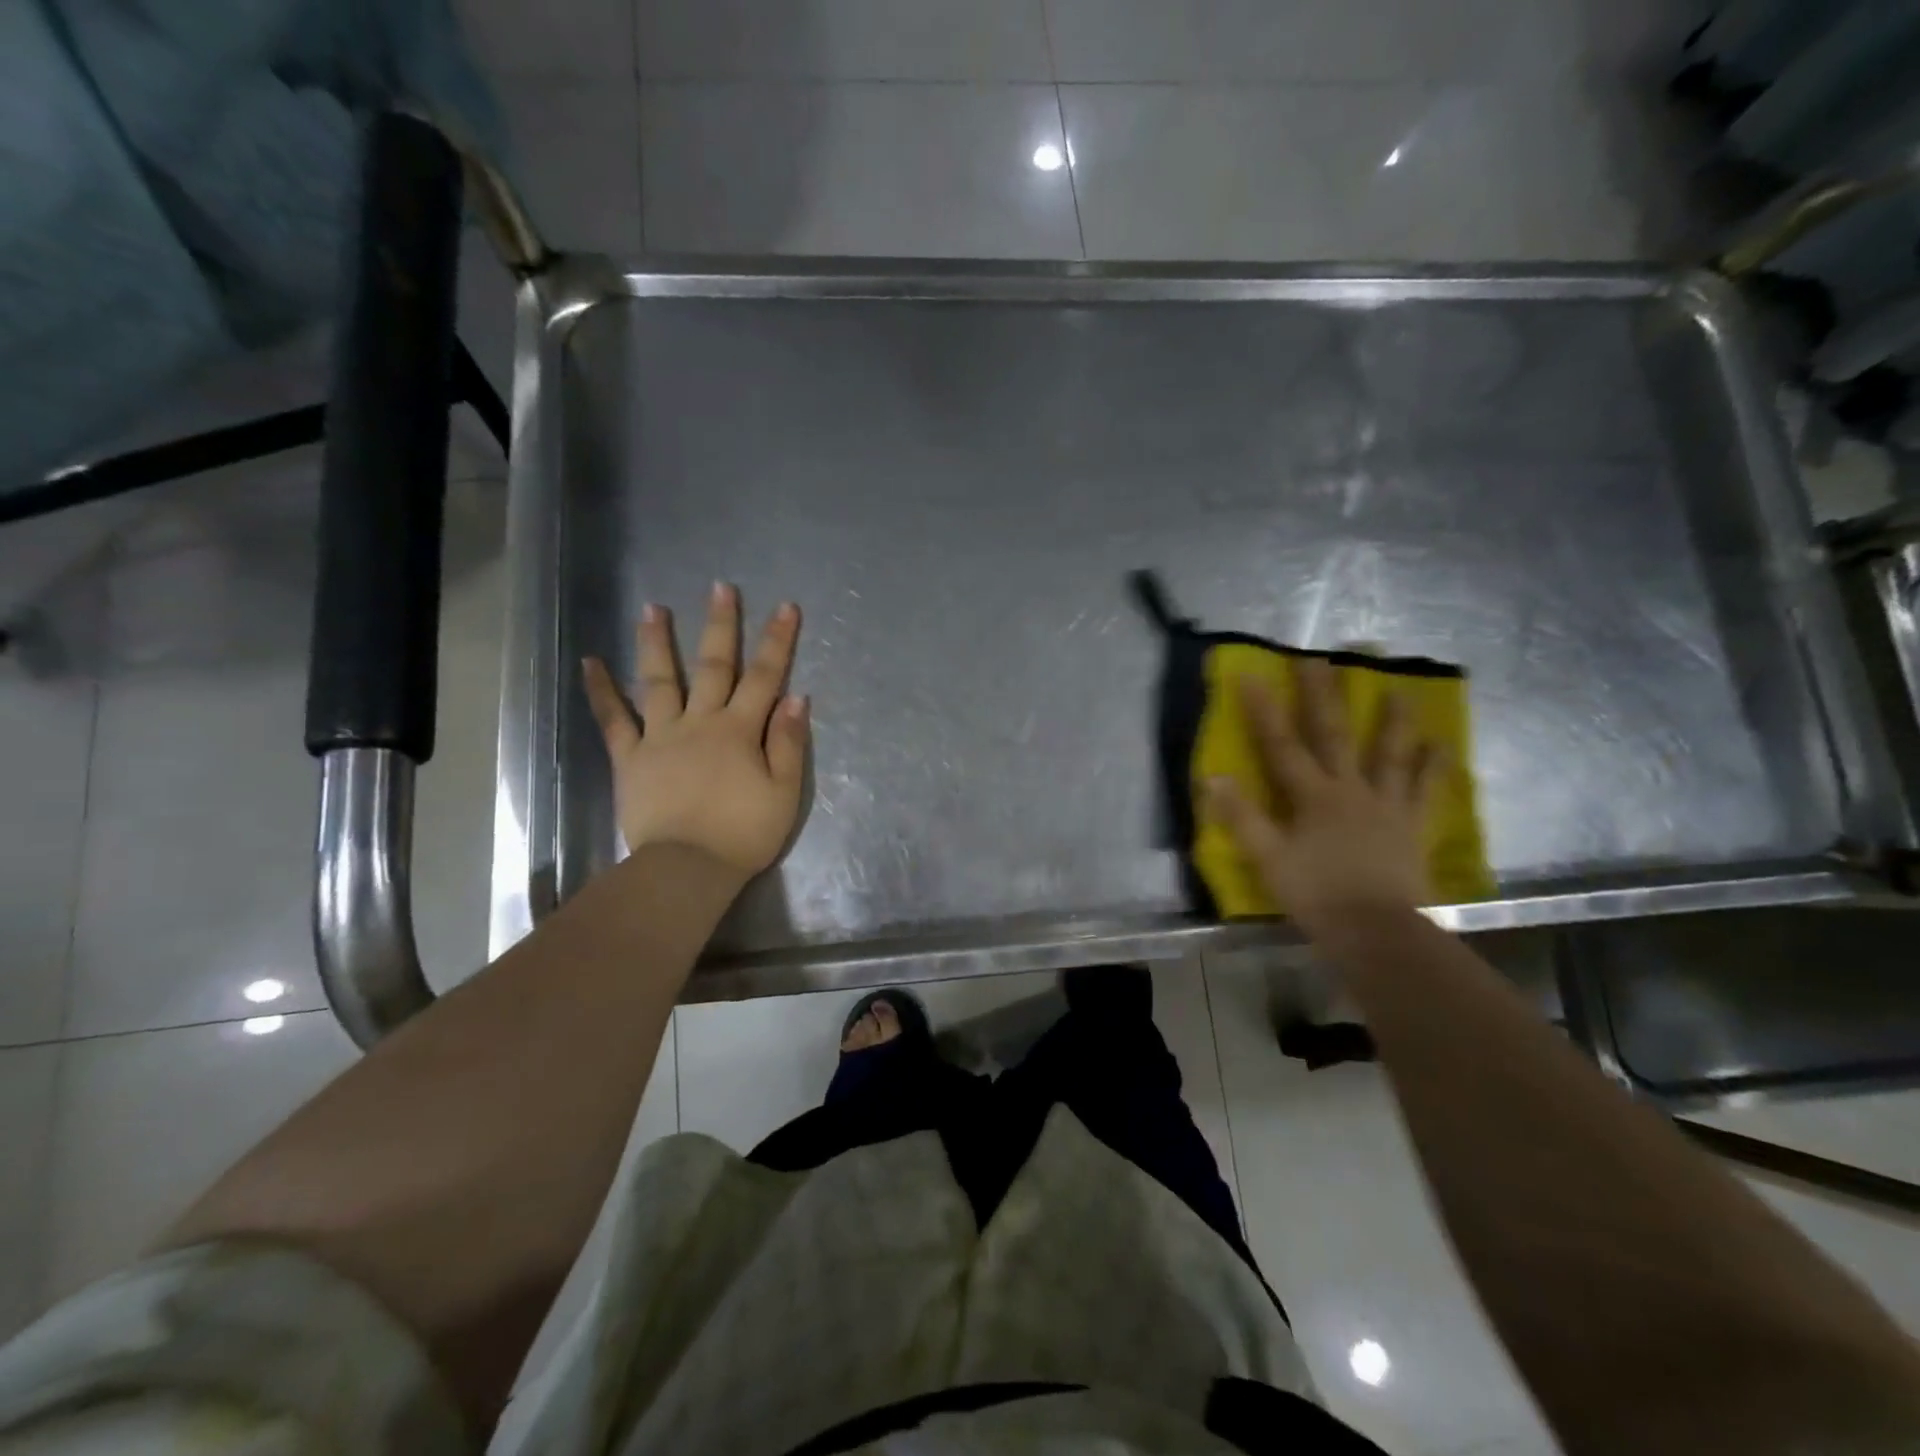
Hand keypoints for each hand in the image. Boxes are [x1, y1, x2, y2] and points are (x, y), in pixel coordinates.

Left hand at [582, 583, 809, 885]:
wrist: (687, 869)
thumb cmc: (743, 833)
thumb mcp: (784, 792)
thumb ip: (789, 743)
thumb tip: (796, 697)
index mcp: (740, 731)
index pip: (766, 677)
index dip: (778, 641)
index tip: (786, 607)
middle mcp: (700, 722)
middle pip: (714, 666)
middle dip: (721, 625)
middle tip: (720, 587)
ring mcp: (661, 737)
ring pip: (660, 682)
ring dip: (657, 643)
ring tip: (652, 608)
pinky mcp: (631, 758)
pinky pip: (614, 720)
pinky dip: (601, 691)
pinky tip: (590, 663)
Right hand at [1204, 659, 1442, 932]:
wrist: (1377, 932)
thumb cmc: (1316, 895)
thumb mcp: (1268, 859)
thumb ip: (1242, 817)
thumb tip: (1213, 777)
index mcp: (1312, 796)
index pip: (1281, 744)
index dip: (1264, 709)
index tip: (1251, 673)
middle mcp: (1350, 789)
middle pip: (1334, 734)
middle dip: (1324, 694)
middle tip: (1321, 657)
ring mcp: (1387, 805)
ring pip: (1390, 754)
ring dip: (1394, 719)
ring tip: (1400, 688)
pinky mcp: (1412, 826)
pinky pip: (1426, 791)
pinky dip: (1434, 767)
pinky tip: (1443, 746)